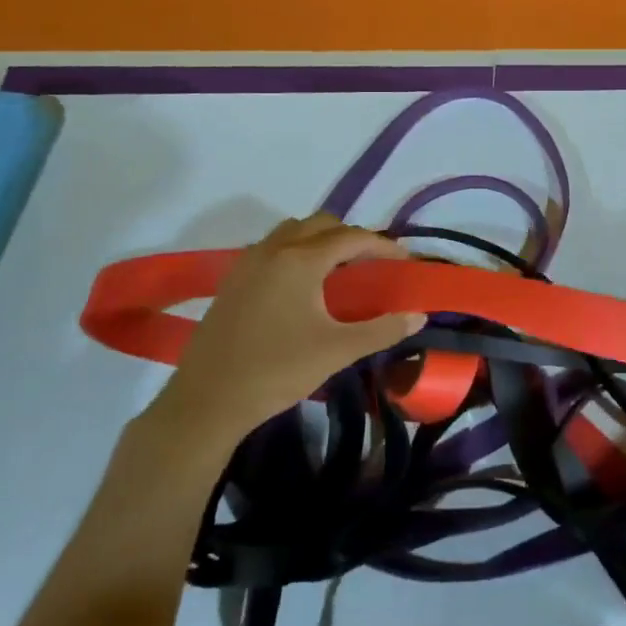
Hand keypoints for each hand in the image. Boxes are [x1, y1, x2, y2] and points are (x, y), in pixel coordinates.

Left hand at [141, 215, 423, 462]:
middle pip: (321, 224)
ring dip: (319, 239)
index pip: (351, 237)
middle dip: (351, 237)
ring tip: (338, 269)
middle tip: (372, 263)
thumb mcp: (337, 350)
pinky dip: (295, 251)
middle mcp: (273, 250)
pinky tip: (301, 286)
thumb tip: (418, 316)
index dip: (382, 246)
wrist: (208, 401)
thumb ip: (382, 330)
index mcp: (301, 260)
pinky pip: (271, 248)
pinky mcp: (232, 280)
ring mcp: (248, 263)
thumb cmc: (277, 371)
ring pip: (292, 231)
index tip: (404, 261)